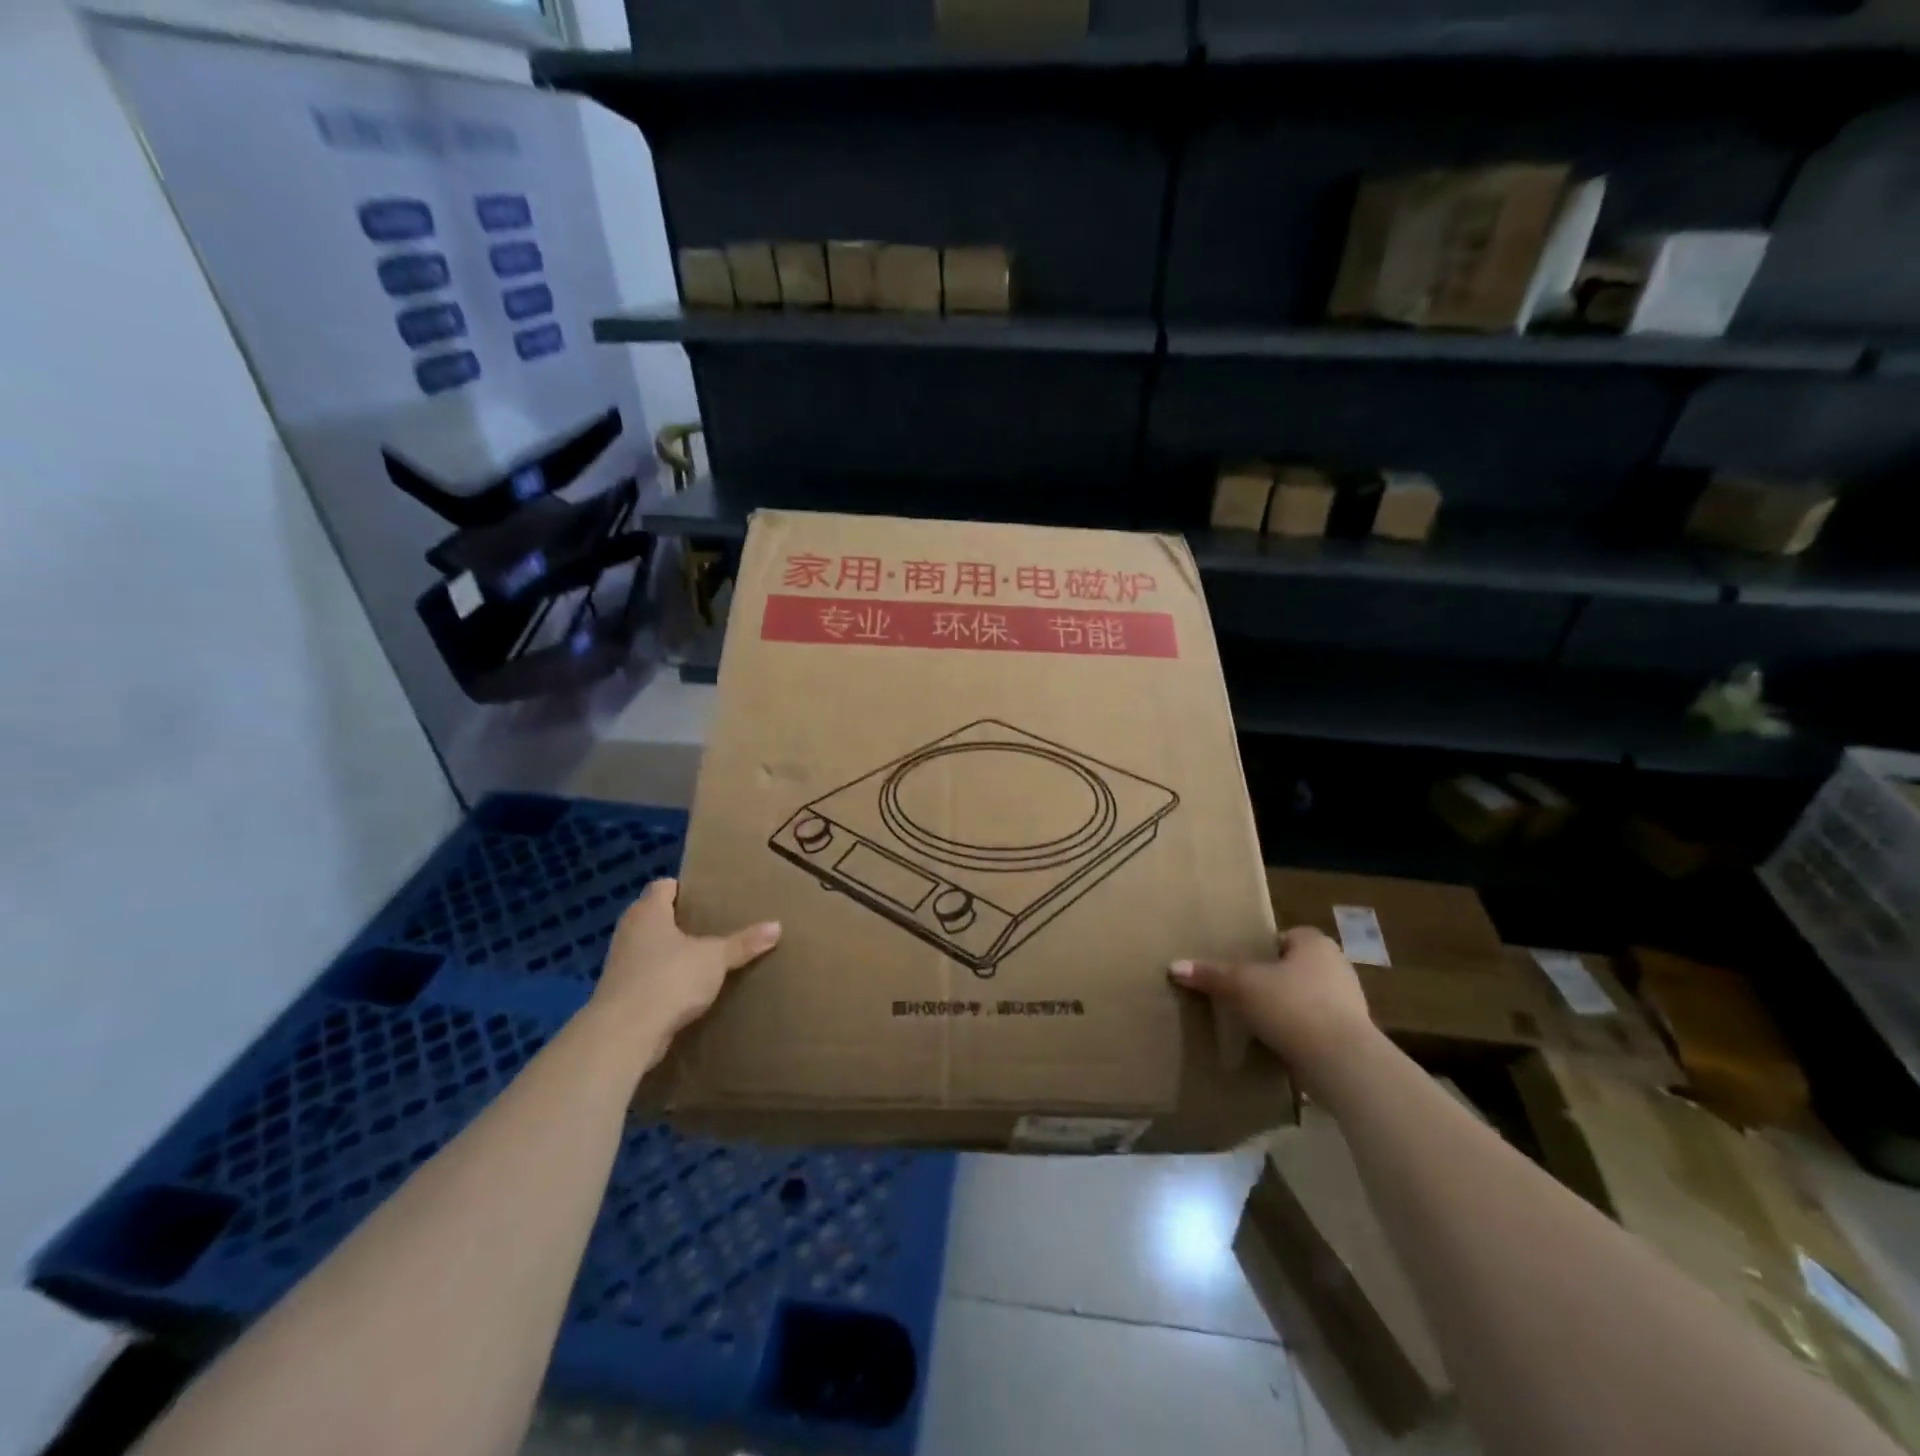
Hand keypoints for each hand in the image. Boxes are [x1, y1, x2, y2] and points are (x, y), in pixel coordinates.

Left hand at [592, 879, 779, 1047]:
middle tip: (713, 924)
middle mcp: (629, 931)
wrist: (625, 1034)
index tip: (708, 896)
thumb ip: (743, 942)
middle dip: (681, 921)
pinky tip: (687, 988)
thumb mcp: (715, 958)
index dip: (684, 888)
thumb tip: (777, 926)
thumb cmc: (669, 978)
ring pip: (650, 948)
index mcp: (648, 912)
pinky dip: (664, 979)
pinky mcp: (620, 994)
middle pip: (655, 916)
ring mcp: (621, 964)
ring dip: (671, 952)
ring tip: (704, 957)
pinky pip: (647, 977)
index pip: (663, 886)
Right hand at [1168, 927, 1376, 1097]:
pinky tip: (1276, 1044)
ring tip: (1256, 1020)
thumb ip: (1210, 975)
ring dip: (1286, 1008)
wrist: (1343, 1063)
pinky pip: (1316, 1028)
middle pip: (1296, 967)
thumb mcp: (1241, 986)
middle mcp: (1337, 967)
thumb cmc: (1293, 1006)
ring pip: (1307, 998)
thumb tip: (1173, 967)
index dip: (1264, 948)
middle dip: (1274, 979)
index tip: (1242, 965)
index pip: (1286, 936)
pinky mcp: (1351, 1037)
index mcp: (1315, 944)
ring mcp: (1349, 1004)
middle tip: (1243, 991)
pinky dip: (1298, 1034)